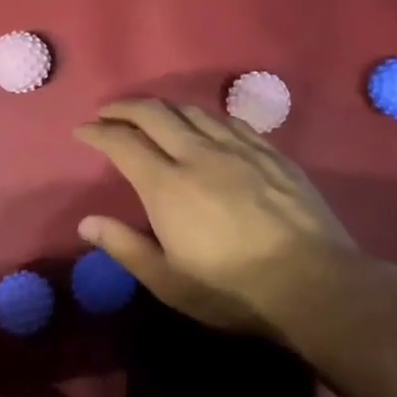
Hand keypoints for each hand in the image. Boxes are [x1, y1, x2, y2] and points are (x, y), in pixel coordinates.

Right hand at [73, 99, 366, 336]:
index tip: (83, 131)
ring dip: (164, 107)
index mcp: (167, 185)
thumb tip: (86, 222)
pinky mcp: (271, 153)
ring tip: (151, 114)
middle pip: (155, 113)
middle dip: (125, 107)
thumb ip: (124, 246)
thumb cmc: (232, 289)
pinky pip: (230, 120)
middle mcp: (199, 154)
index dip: (98, 133)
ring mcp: (239, 149)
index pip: (123, 143)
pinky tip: (204, 124)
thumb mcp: (168, 280)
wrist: (313, 283)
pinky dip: (204, 116)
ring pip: (193, 111)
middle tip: (109, 112)